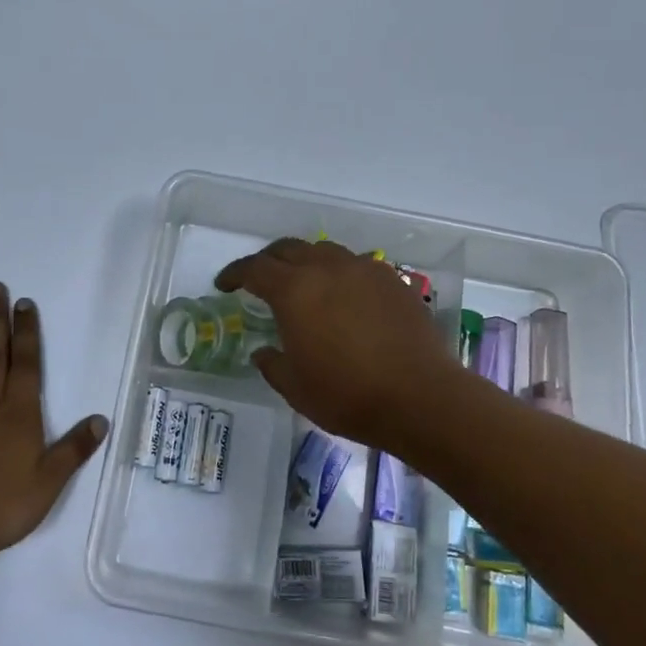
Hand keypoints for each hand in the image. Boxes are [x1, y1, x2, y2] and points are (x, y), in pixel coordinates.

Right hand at [216, 239, 457, 446]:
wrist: (420, 397)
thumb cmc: (347, 395)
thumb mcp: (295, 388)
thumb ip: (272, 364)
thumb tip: (264, 352)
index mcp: (294, 290)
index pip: (254, 268)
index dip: (235, 273)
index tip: (224, 284)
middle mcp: (327, 268)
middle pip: (289, 249)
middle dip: (268, 260)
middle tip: (261, 279)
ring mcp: (364, 269)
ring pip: (325, 251)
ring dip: (306, 261)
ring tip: (305, 283)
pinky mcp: (393, 280)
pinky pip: (357, 265)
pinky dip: (340, 273)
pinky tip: (345, 295)